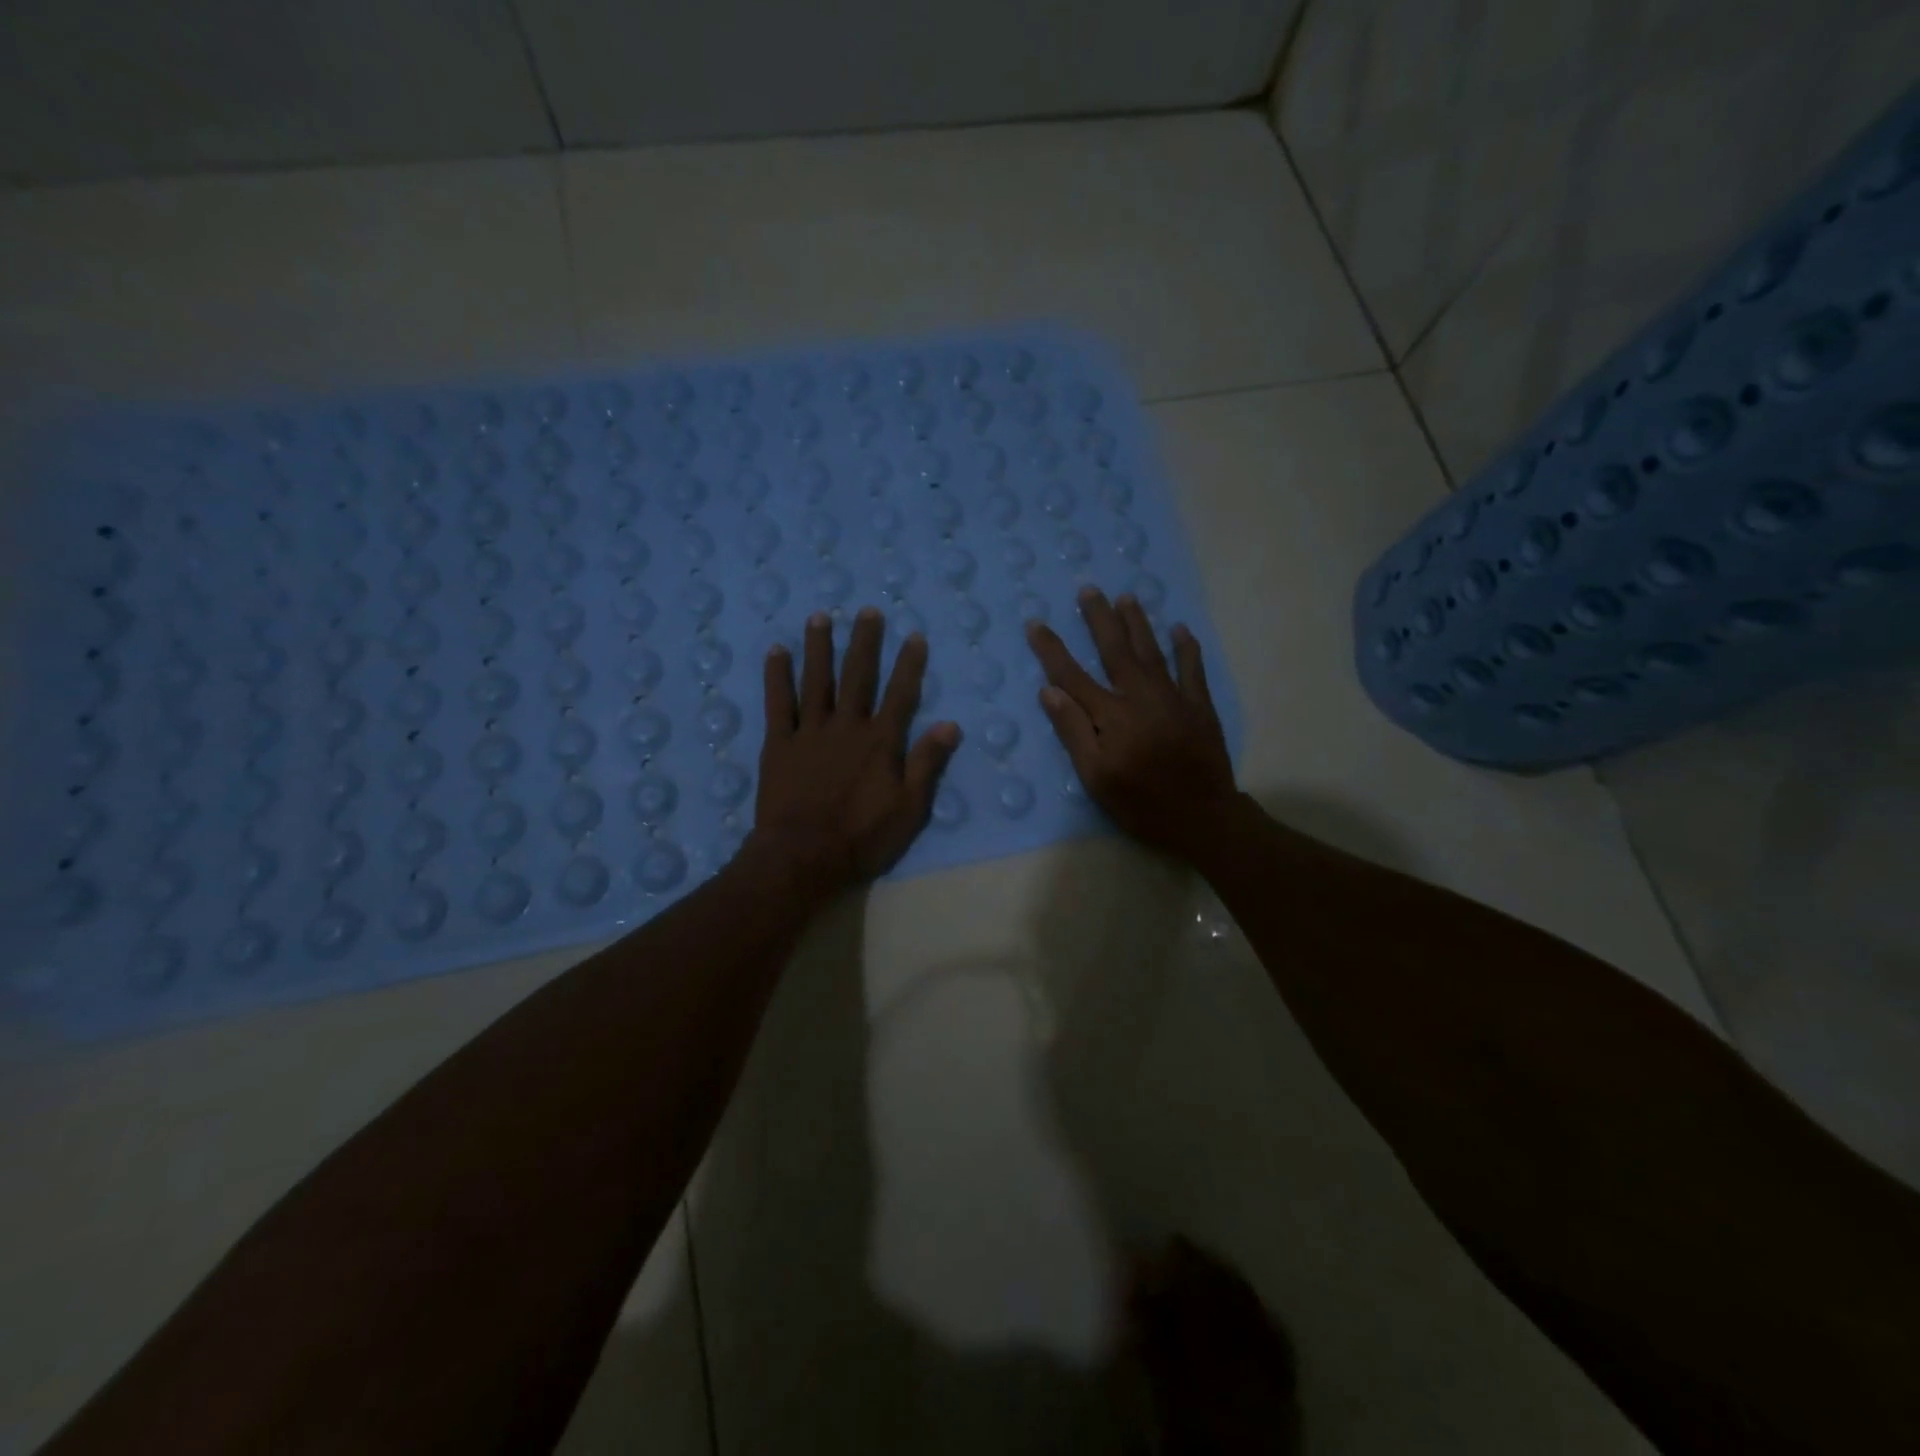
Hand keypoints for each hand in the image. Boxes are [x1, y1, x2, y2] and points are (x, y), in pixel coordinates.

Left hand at [753, 607, 961, 891]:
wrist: (802, 857)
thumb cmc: (862, 838)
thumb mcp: (909, 808)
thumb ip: (927, 763)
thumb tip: (951, 725)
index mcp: (880, 742)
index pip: (900, 694)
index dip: (909, 664)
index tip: (914, 636)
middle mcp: (846, 726)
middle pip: (857, 676)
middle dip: (864, 642)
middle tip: (867, 611)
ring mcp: (809, 731)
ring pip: (816, 680)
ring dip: (819, 647)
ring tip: (820, 617)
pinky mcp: (778, 743)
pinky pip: (778, 703)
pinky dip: (776, 676)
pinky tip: (775, 651)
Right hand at [1026, 588, 1236, 861]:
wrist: (1203, 817)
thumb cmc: (1141, 803)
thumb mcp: (1095, 777)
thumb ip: (1073, 732)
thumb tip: (1049, 691)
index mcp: (1110, 715)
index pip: (1072, 675)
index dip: (1052, 649)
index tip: (1036, 624)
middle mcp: (1140, 696)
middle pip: (1115, 650)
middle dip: (1099, 619)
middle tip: (1089, 590)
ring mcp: (1173, 698)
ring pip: (1151, 651)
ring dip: (1138, 623)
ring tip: (1127, 597)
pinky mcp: (1199, 707)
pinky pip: (1192, 669)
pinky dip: (1186, 648)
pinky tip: (1180, 629)